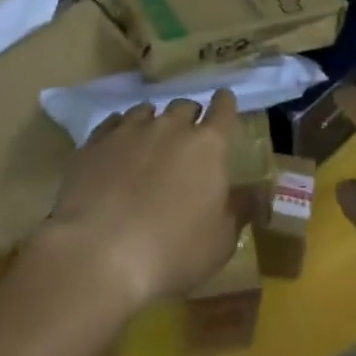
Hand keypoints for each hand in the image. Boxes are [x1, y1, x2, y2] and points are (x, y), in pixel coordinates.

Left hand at [32, 91, 240, 317]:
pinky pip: (113, 123)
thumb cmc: (171, 251)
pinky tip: (116, 149)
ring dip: (153, 122)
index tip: (224, 102)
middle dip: (189, 118)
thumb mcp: (220, 243)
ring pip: (147, 110)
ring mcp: (130, 130)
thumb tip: (259, 193)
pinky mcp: (96, 142)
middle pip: (184, 106)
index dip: (225, 104)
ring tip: (148, 143)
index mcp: (208, 146)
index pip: (223, 109)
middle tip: (186, 138)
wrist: (98, 253)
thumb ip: (240, 211)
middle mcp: (171, 127)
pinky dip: (120, 132)